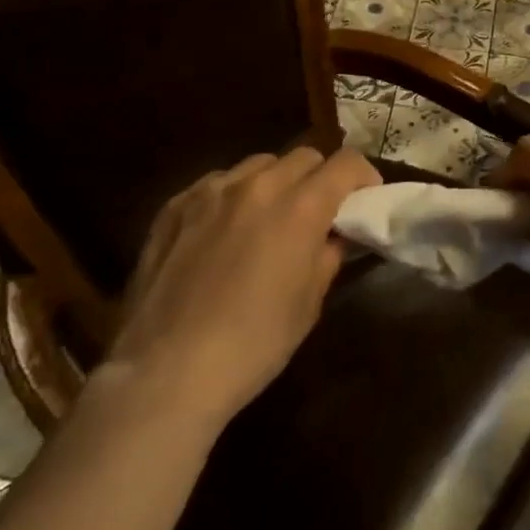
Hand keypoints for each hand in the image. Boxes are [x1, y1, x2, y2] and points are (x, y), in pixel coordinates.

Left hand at [98, 147, 379, 428]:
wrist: (165, 373)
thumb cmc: (253, 345)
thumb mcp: (309, 304)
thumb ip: (327, 256)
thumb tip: (334, 236)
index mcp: (300, 207)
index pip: (346, 163)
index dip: (363, 176)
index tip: (365, 198)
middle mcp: (258, 185)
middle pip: (304, 156)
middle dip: (319, 177)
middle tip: (317, 212)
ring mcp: (211, 191)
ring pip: (258, 164)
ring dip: (275, 182)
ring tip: (267, 218)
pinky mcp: (174, 206)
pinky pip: (216, 183)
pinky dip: (233, 196)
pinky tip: (224, 230)